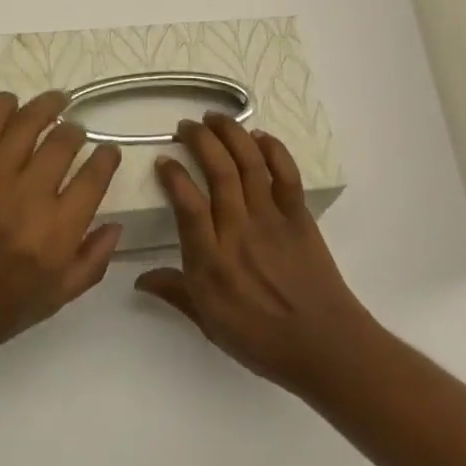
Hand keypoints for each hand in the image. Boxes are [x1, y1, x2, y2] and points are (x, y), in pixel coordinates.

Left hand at [0, 91, 122, 370]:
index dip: (107, 158)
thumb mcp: (52, 300)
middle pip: (64, 141)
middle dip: (76, 132)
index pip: (94, 177)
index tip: (107, 152)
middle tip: (74, 133)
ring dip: (49, 105)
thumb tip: (116, 224)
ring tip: (55, 102)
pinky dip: (6, 105)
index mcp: (55, 235)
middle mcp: (28, 198)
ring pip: (30, 120)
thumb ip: (90, 263)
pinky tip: (14, 106)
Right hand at [135, 112, 375, 395]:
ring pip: (249, 163)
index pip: (188, 205)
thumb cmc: (262, 340)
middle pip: (219, 171)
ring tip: (214, 117)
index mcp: (214, 263)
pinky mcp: (298, 215)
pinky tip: (258, 136)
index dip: (174, 176)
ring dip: (230, 133)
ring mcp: (272, 220)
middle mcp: (240, 232)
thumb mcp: (210, 325)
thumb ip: (175, 293)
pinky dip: (273, 149)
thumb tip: (139, 279)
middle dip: (200, 139)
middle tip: (186, 126)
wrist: (325, 347)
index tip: (164, 158)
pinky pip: (285, 173)